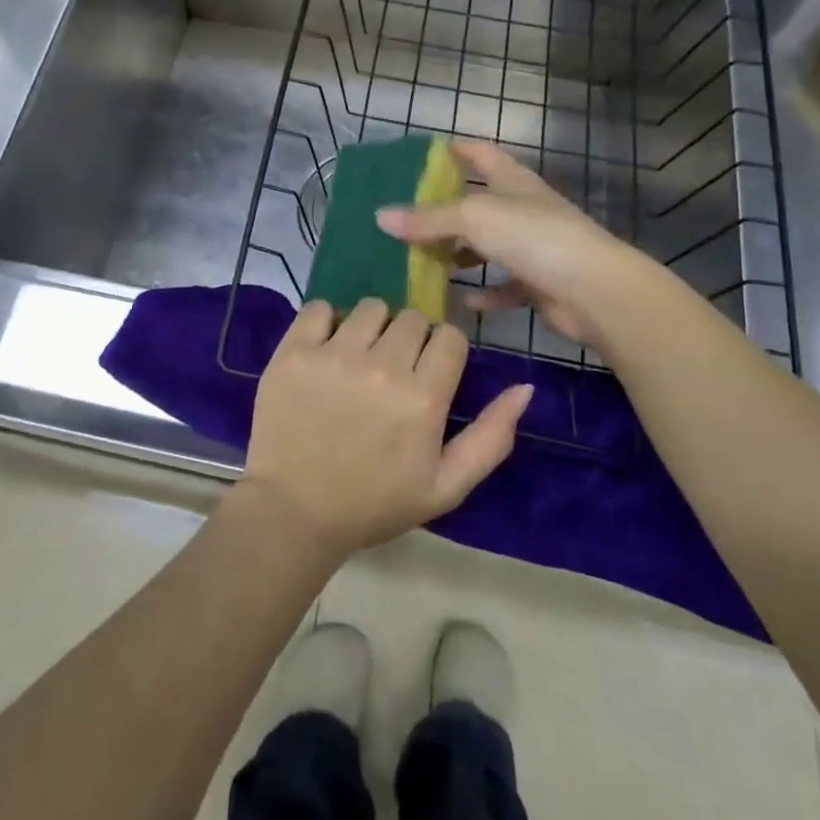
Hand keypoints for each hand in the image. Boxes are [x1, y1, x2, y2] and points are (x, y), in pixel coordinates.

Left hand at [240, 299, 533, 557]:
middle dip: (409, 339)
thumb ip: (491, 437)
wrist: (293, 512)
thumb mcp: (446, 486)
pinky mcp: (294, 351)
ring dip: (371, 327)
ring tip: (358, 358)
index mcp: (423, 398)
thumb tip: (525, 387)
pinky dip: (325, 321)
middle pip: (412, 317)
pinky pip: (318, 307)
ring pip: (370, 307)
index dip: (442, 352)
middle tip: (391, 370)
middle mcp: (382, 366)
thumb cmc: (374, 503)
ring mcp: (334, 354)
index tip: (428, 373)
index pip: (449, 337)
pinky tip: (325, 349)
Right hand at [375, 141, 642, 349]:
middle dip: (445, 211)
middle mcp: (523, 209)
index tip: (423, 155)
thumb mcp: (473, 218)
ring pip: (488, 246)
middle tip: (406, 219)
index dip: (455, 150)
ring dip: (460, 253)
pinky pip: (505, 286)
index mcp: (512, 181)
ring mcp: (534, 246)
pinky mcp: (540, 283)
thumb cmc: (533, 237)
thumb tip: (380, 216)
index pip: (481, 154)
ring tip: (424, 261)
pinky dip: (484, 292)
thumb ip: (428, 218)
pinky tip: (462, 301)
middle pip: (479, 203)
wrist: (594, 290)